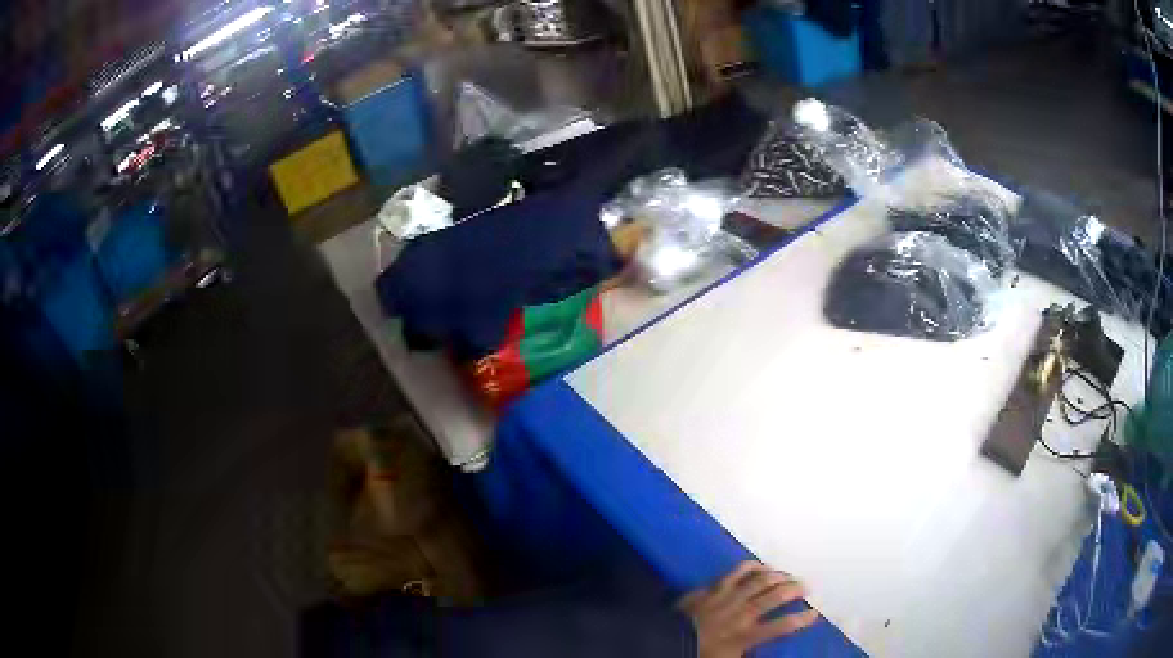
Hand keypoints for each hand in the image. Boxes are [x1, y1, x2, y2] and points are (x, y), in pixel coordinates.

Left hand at [678, 561, 818, 657]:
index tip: (814, 614)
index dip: (801, 619)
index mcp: (745, 635)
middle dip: (794, 589)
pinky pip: (736, 571)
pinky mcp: (713, 587)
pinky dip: (752, 566)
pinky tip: (762, 565)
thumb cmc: (700, 652)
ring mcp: (727, 597)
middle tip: (806, 587)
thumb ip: (748, 651)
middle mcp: (741, 613)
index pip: (781, 626)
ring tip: (789, 576)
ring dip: (778, 576)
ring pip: (759, 580)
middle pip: (775, 596)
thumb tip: (763, 650)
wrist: (665, 640)